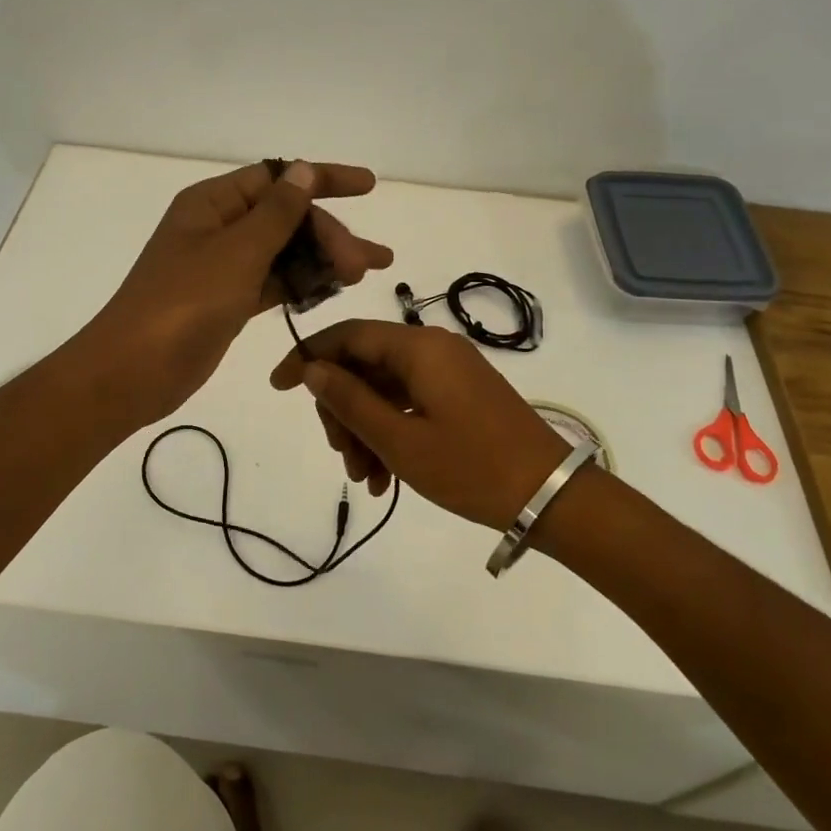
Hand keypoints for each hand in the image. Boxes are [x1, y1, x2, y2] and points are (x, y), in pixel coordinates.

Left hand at [84, 162, 392, 424]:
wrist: (133, 371)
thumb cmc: (183, 303)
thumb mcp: (236, 252)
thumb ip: (277, 213)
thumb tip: (304, 170)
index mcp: (212, 203)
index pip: (276, 177)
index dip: (323, 178)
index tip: (369, 185)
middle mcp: (219, 227)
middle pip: (285, 217)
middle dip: (329, 234)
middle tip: (366, 264)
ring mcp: (223, 266)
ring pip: (284, 252)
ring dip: (323, 260)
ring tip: (364, 274)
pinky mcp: (229, 300)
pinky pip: (274, 281)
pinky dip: (302, 284)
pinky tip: (333, 290)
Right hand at [269, 319, 569, 529]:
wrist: (551, 495)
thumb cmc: (471, 466)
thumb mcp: (399, 440)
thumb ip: (350, 400)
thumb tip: (312, 369)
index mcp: (418, 347)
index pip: (347, 335)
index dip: (308, 356)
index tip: (279, 387)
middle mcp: (433, 348)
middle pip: (364, 364)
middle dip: (342, 409)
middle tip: (341, 458)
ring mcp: (449, 372)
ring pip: (385, 389)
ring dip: (365, 429)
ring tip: (365, 478)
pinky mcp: (460, 394)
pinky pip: (410, 403)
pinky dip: (391, 432)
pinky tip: (384, 477)